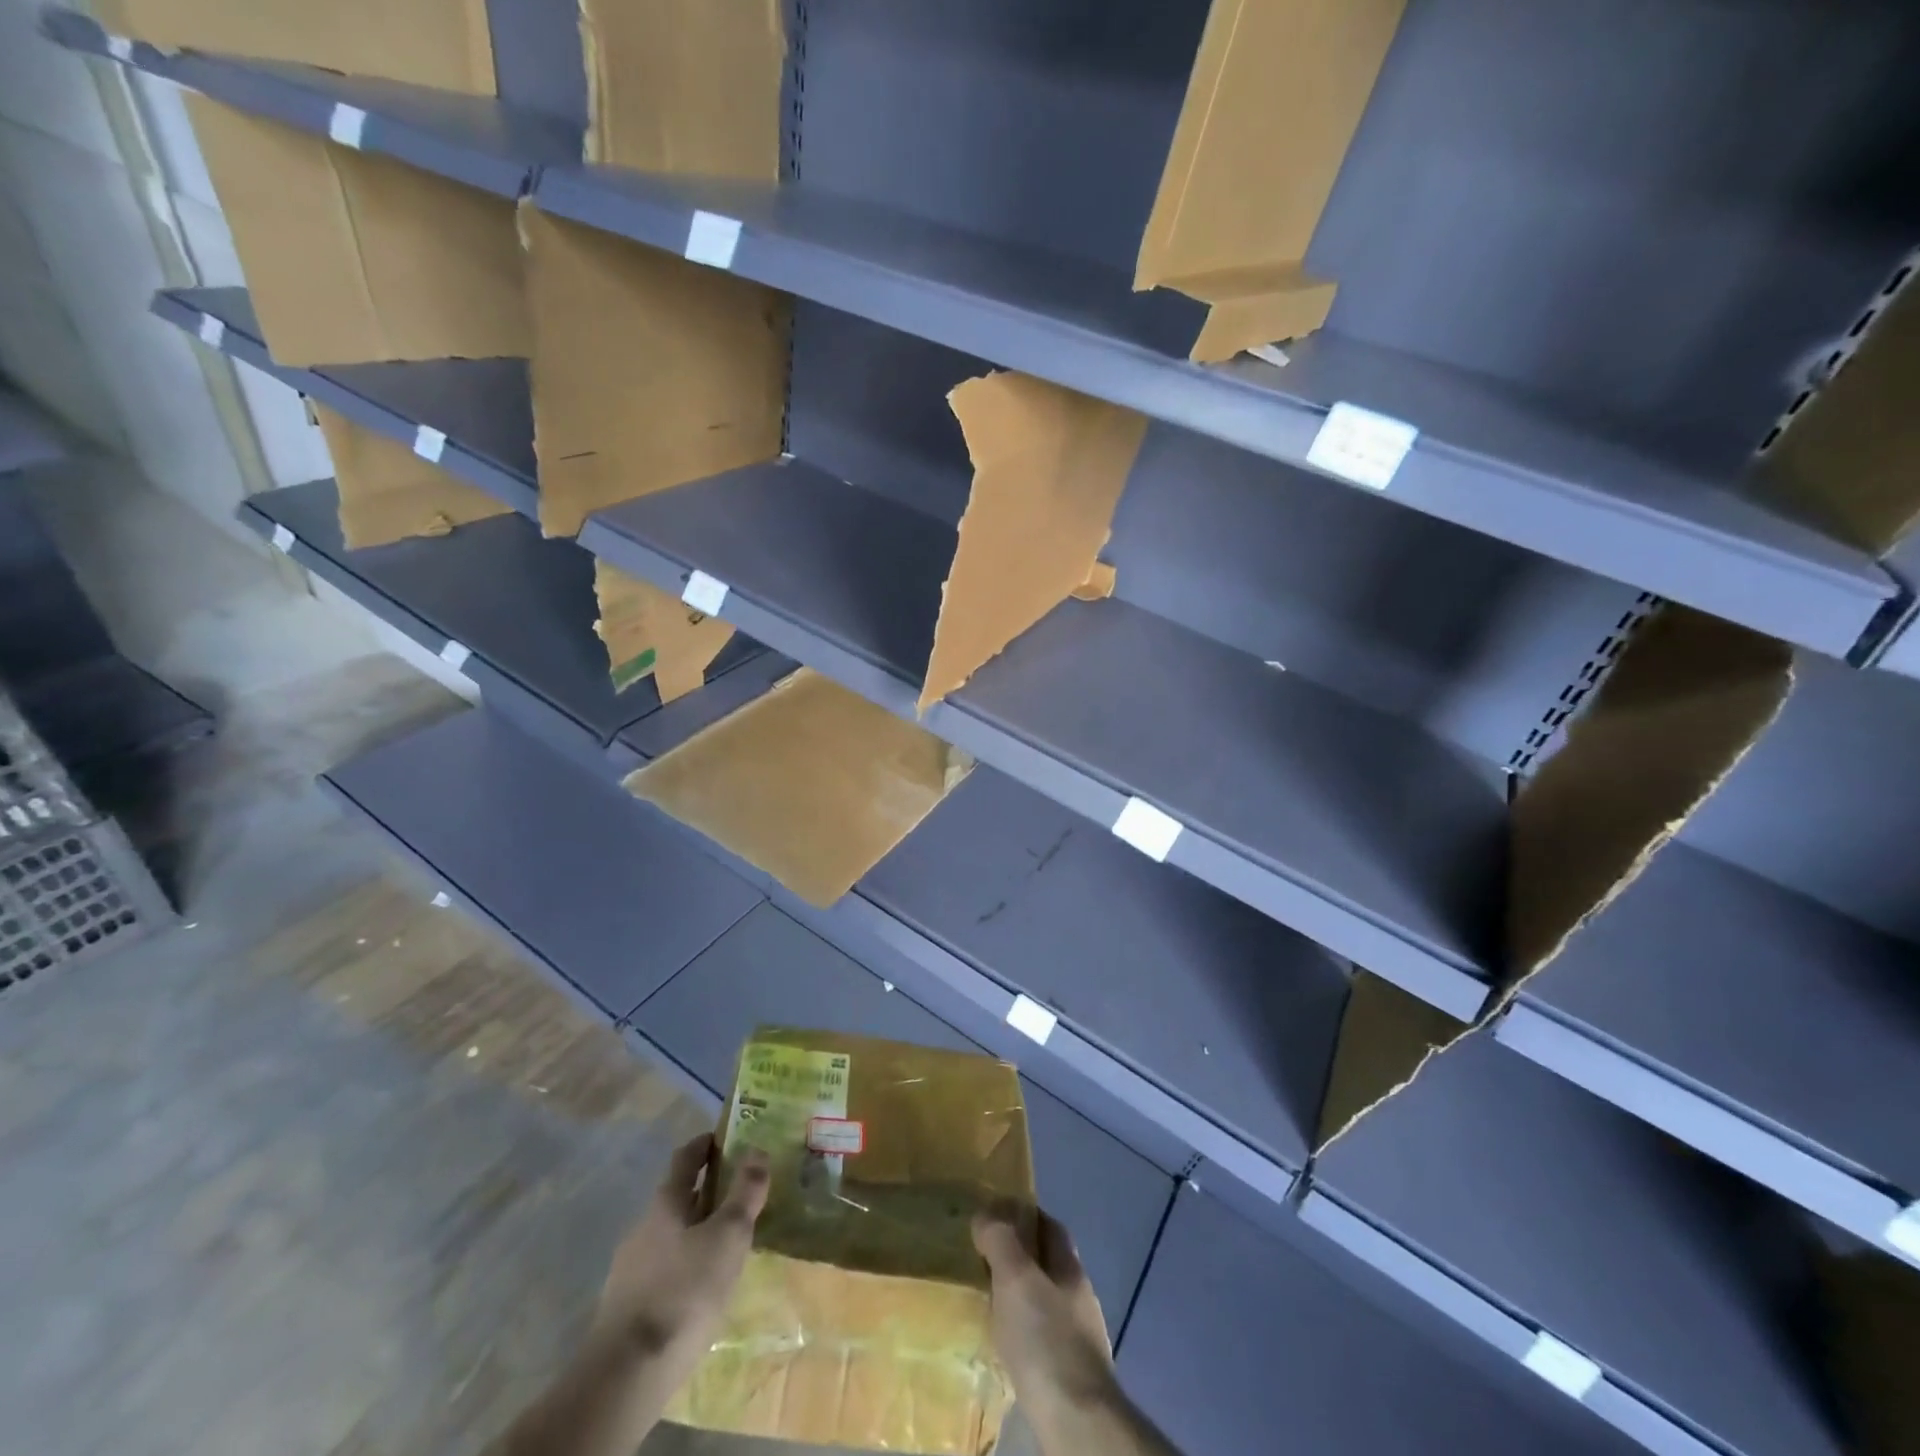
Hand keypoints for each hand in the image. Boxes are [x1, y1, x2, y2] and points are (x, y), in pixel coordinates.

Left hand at [597, 1133, 768, 1382]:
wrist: (626, 1374)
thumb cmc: (684, 1291)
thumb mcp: (728, 1236)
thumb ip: (744, 1193)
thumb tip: (757, 1150)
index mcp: (665, 1203)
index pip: (685, 1158)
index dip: (705, 1144)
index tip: (725, 1137)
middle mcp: (643, 1227)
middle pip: (677, 1197)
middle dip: (707, 1191)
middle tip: (740, 1192)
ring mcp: (630, 1268)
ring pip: (671, 1235)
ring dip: (697, 1230)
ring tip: (727, 1242)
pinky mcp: (628, 1306)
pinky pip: (663, 1269)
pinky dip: (685, 1264)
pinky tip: (702, 1285)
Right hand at [973, 1206, 1116, 1428]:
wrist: (1077, 1421)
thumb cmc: (1046, 1339)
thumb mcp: (1016, 1278)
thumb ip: (1001, 1240)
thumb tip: (985, 1214)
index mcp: (1070, 1267)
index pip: (1049, 1226)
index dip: (1023, 1215)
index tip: (994, 1217)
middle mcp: (1078, 1296)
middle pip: (1048, 1263)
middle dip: (1019, 1256)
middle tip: (983, 1260)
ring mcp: (1078, 1336)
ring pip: (1045, 1301)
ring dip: (1020, 1297)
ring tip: (989, 1303)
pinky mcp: (1070, 1373)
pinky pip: (1042, 1337)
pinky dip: (1023, 1332)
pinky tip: (1006, 1345)